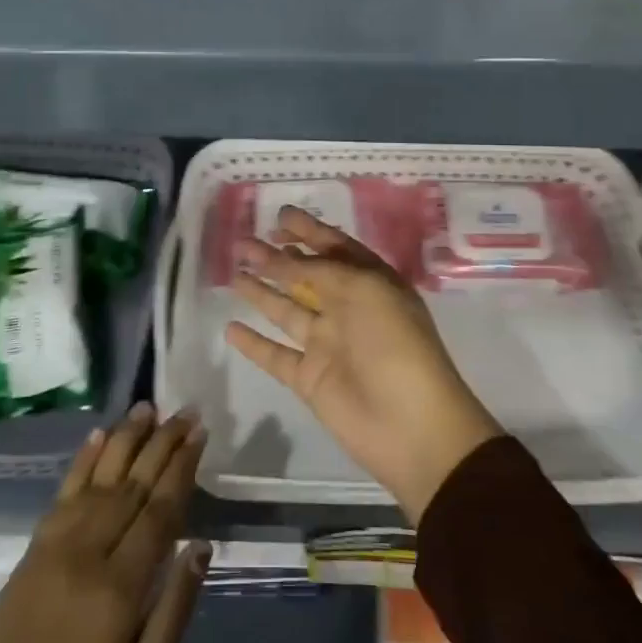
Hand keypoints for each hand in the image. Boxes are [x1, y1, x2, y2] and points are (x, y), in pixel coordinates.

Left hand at [0, 406, 208, 642]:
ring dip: (126, 439)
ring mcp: (56, 544)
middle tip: (186, 410)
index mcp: (119, 587)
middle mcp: (88, 552)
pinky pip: (63, 491)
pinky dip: (83, 459)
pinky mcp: (34, 547)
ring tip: (148, 406)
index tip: (200, 433)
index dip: (182, 468)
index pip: (159, 511)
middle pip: (133, 484)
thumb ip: (175, 612)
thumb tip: (200, 547)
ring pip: (99, 478)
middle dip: (162, 443)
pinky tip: (99, 434)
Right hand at [226, 207, 502, 522]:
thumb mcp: (363, 290)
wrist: (411, 425)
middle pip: (306, 276)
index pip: (336, 248)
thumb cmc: (395, 344)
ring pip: (287, 310)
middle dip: (277, 257)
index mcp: (371, 283)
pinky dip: (254, 343)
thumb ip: (319, 271)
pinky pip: (276, 355)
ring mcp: (328, 344)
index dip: (309, 231)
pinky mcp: (310, 378)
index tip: (280, 217)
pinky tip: (230, 327)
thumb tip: (283, 260)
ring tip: (233, 272)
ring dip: (261, 291)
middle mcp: (349, 308)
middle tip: (244, 242)